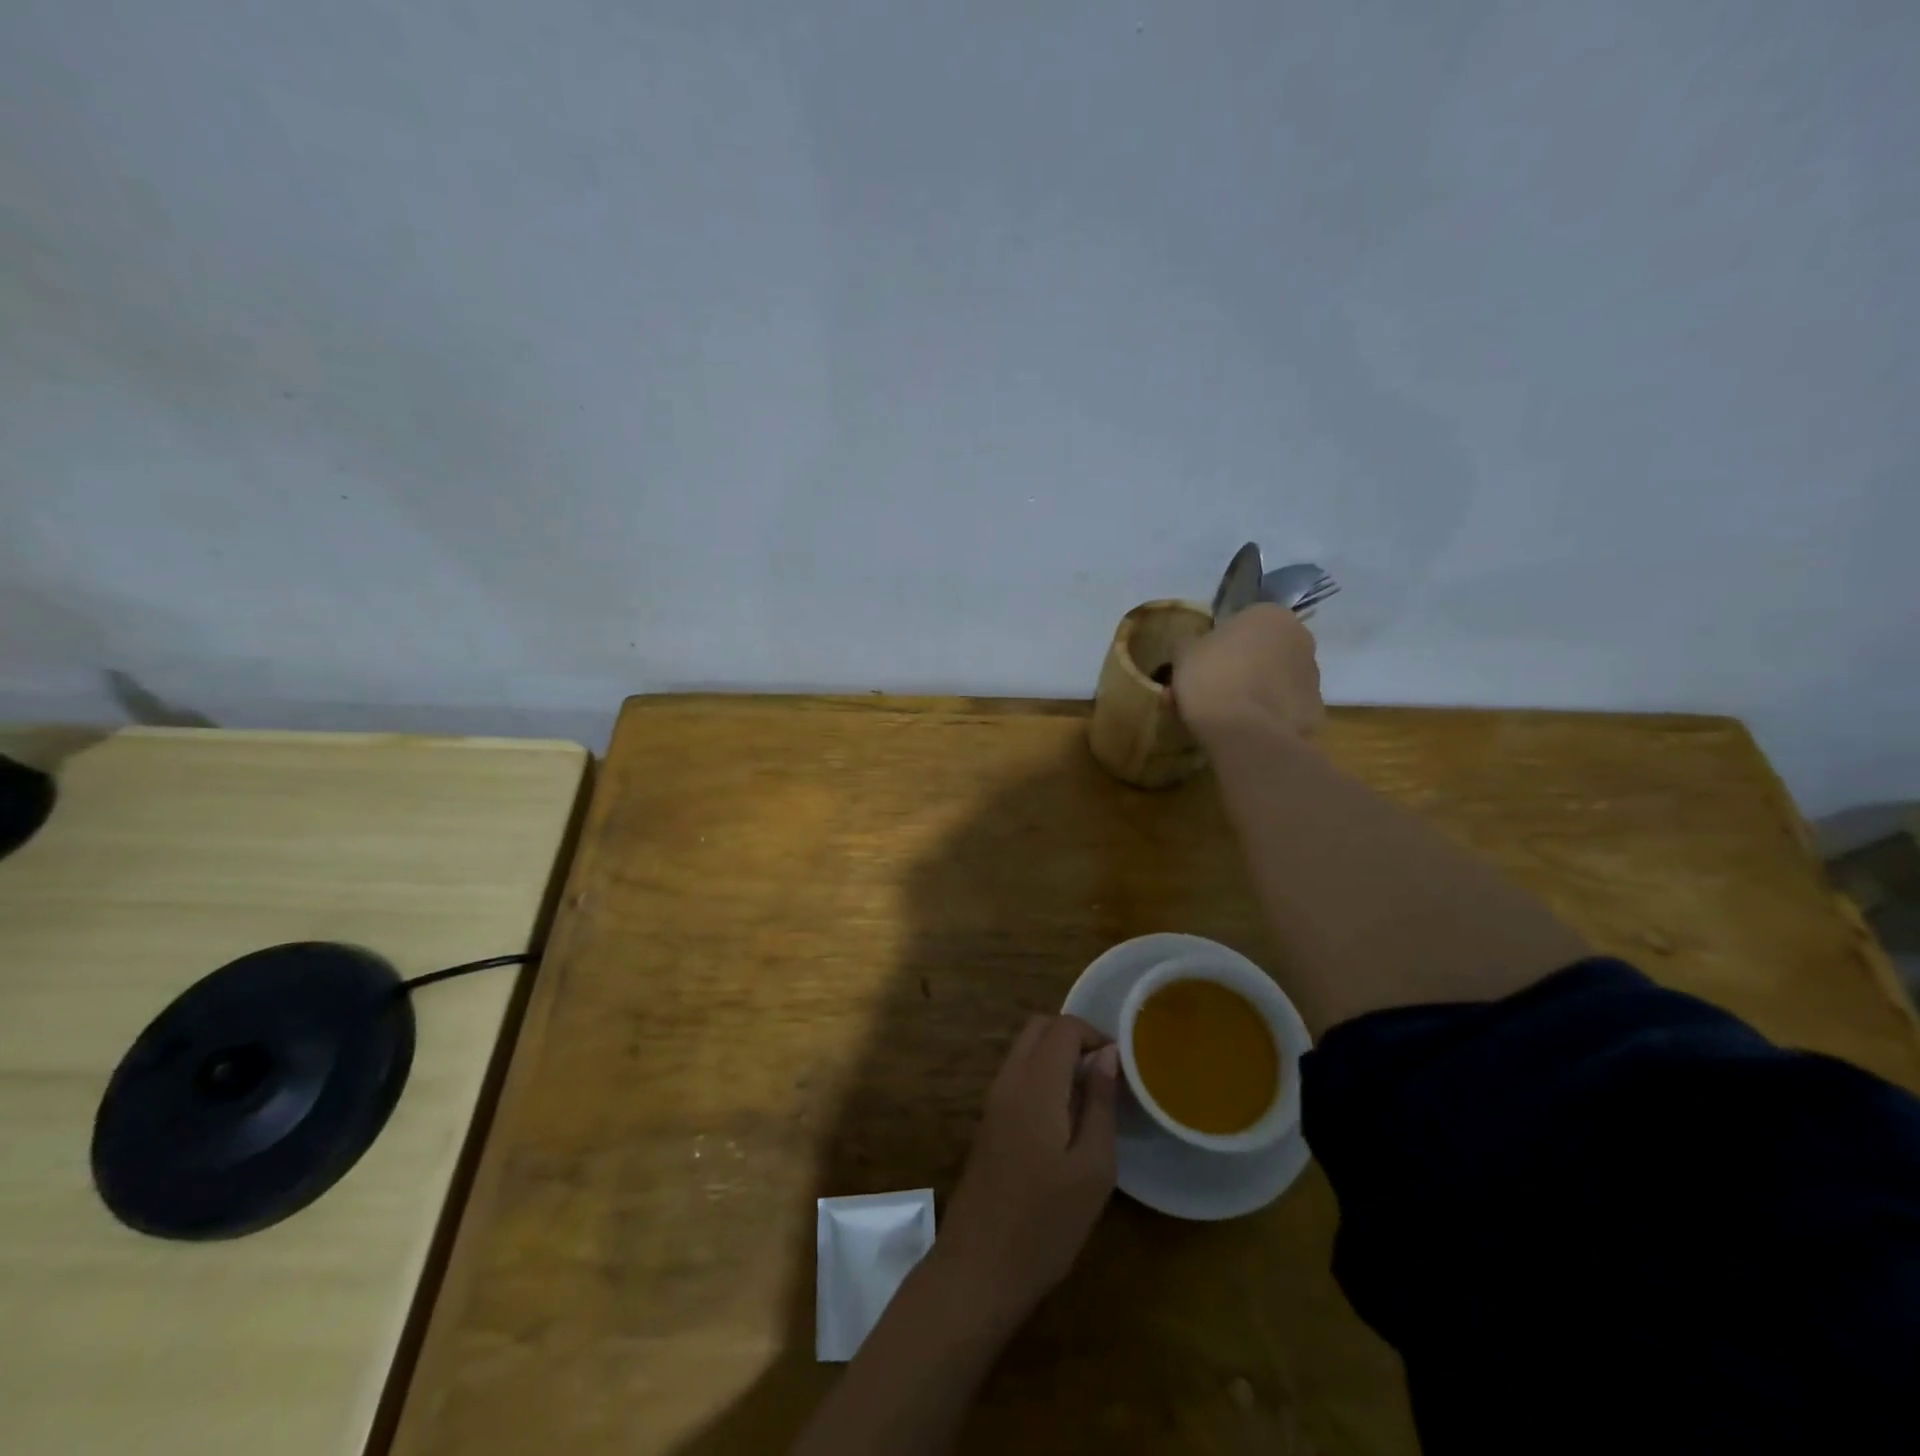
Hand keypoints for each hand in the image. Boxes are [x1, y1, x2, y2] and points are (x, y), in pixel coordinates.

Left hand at [931, 1016, 1118, 1331]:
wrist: (978, 1269)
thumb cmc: (1046, 1223)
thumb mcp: (1092, 1168)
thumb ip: (1100, 1103)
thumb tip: (1108, 1054)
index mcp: (1035, 1084)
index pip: (1063, 1026)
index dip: (1095, 1034)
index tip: (1121, 1066)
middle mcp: (1008, 1080)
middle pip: (1038, 1028)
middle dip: (1074, 1036)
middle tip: (1105, 1074)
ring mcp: (993, 1100)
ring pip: (1024, 1049)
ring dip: (1056, 1055)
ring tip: (1091, 1097)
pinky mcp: (987, 1121)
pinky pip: (1016, 1075)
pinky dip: (1042, 1075)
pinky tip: (1064, 1117)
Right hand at [1172, 602, 1324, 745]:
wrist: (1242, 729)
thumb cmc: (1211, 677)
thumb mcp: (1183, 653)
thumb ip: (1191, 643)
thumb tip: (1194, 646)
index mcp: (1269, 615)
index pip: (1244, 623)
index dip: (1222, 644)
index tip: (1206, 664)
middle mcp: (1301, 638)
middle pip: (1267, 650)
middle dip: (1246, 666)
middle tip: (1217, 688)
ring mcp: (1313, 675)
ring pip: (1280, 679)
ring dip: (1260, 690)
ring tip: (1231, 714)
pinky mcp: (1316, 710)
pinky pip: (1287, 708)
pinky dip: (1270, 716)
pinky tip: (1248, 729)